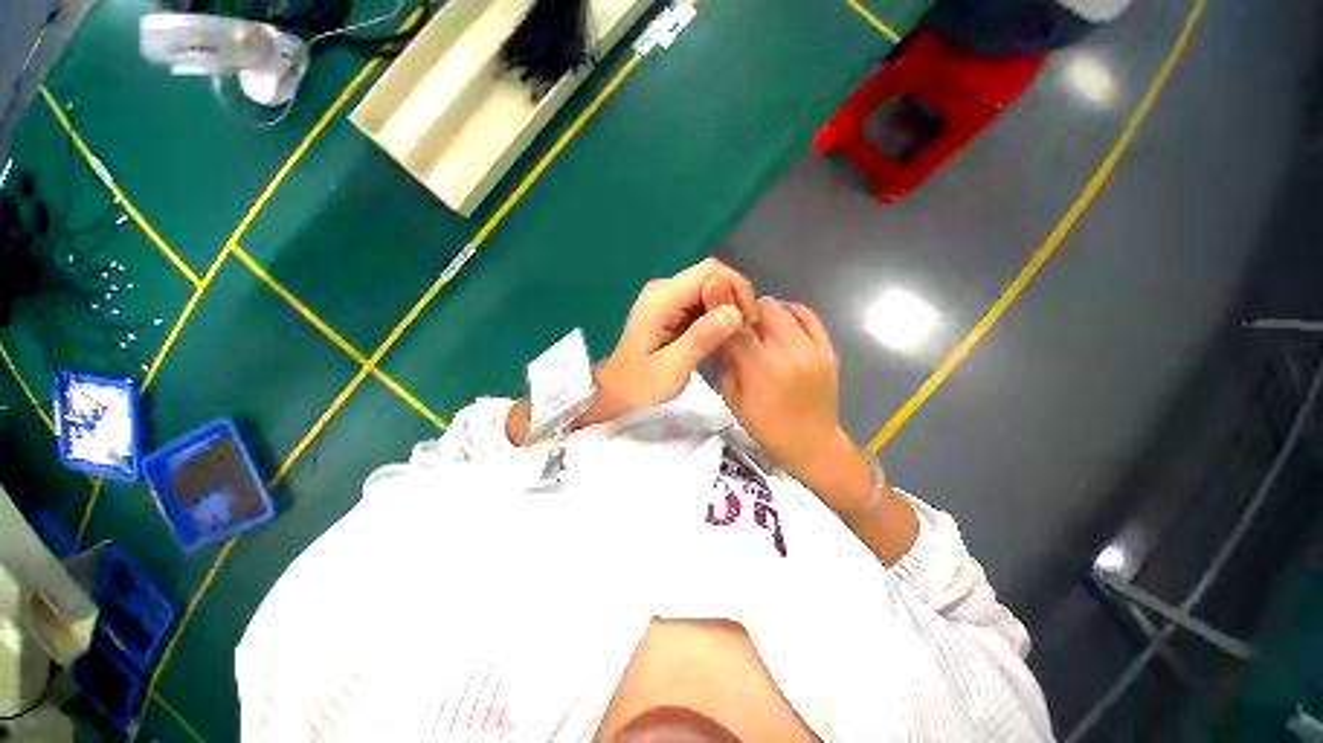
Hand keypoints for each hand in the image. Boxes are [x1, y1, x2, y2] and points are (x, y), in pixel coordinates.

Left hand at [597, 258, 757, 412]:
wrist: (618, 390)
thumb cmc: (641, 383)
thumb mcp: (672, 367)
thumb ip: (701, 338)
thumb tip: (734, 312)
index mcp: (663, 297)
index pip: (710, 272)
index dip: (734, 290)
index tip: (746, 322)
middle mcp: (665, 289)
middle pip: (712, 275)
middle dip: (735, 298)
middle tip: (745, 330)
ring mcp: (668, 297)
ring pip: (710, 287)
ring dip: (728, 306)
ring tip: (737, 334)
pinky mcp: (672, 308)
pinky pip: (703, 301)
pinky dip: (718, 314)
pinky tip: (723, 334)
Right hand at [716, 298, 875, 512]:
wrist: (811, 443)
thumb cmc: (765, 426)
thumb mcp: (733, 399)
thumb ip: (725, 364)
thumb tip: (722, 334)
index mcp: (761, 368)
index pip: (739, 326)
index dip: (725, 311)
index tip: (717, 306)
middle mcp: (788, 352)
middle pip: (765, 308)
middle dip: (749, 311)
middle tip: (743, 326)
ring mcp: (812, 349)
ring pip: (786, 308)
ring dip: (769, 312)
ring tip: (763, 327)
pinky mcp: (828, 349)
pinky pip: (810, 317)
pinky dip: (793, 313)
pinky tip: (784, 324)